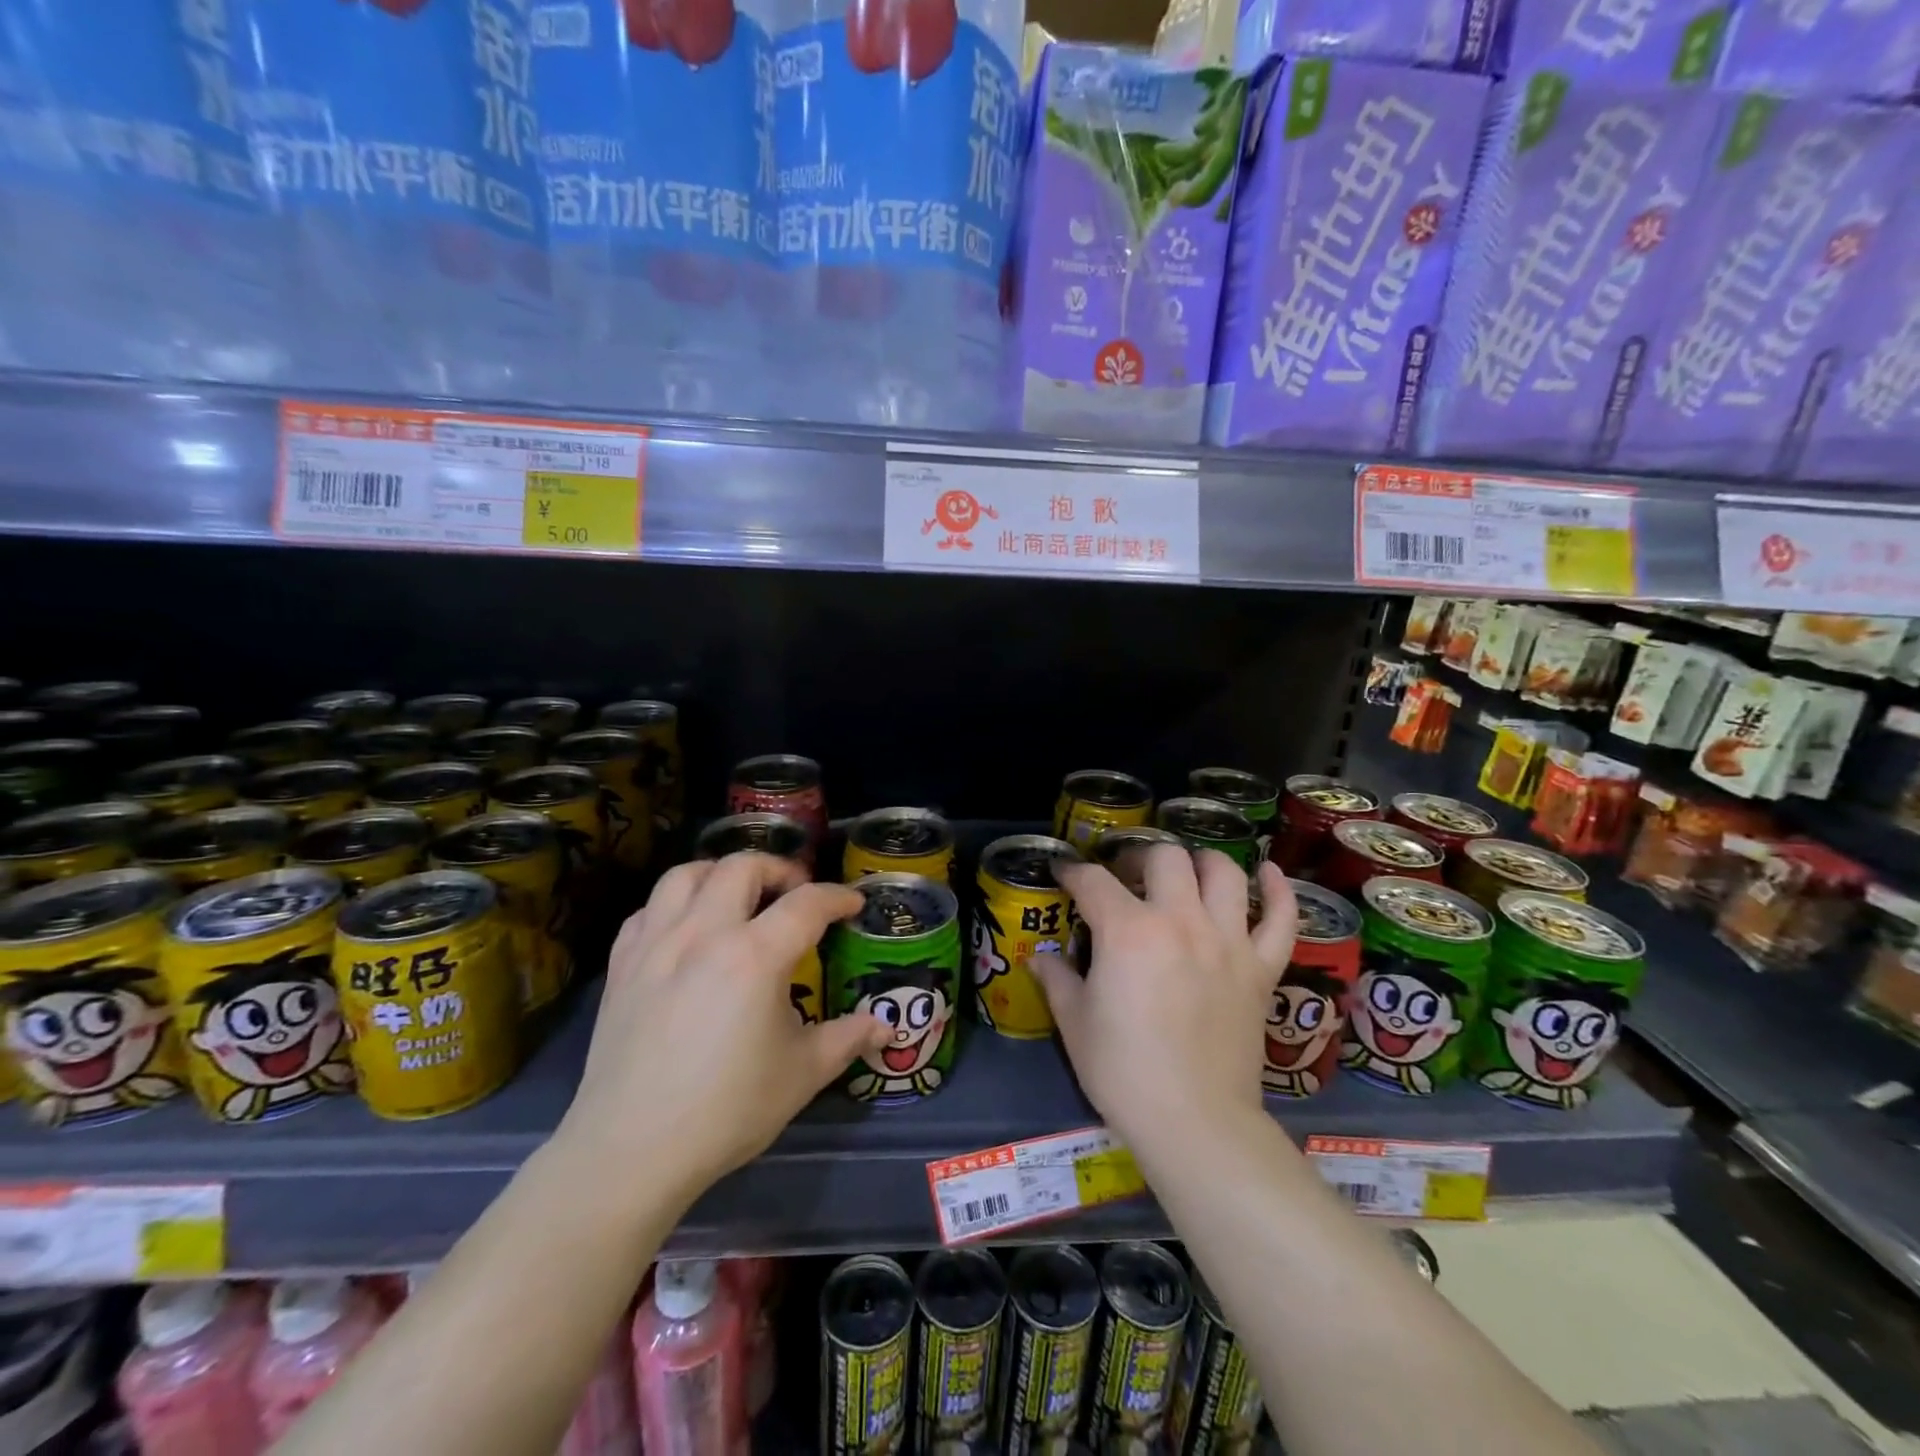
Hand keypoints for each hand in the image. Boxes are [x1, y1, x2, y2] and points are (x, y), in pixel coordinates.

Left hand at [559, 854, 889, 1205]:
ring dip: (721, 874)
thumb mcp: (802, 1074)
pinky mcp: (622, 965)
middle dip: (779, 870)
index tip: (854, 905)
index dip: (838, 898)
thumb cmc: (727, 1110)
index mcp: (754, 956)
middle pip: (743, 867)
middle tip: (796, 895)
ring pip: (687, 874)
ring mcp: (656, 944)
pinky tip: (688, 930)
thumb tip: (885, 1028)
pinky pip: (649, 910)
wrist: (631, 1151)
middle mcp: (704, 933)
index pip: (807, 904)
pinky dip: (675, 905)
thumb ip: (847, 1038)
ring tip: (739, 897)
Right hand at [1031, 847, 1295, 1158]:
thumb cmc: (1123, 1072)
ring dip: (1202, 862)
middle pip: (1165, 857)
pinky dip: (1278, 890)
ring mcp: (1228, 941)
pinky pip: (1281, 918)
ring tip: (1186, 873)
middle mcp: (1180, 920)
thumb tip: (1041, 957)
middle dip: (1139, 858)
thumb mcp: (1074, 1023)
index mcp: (1128, 931)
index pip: (1093, 881)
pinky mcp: (1261, 969)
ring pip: (1224, 873)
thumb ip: (1056, 979)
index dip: (1072, 873)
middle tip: (1127, 878)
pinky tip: (1267, 874)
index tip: (1063, 876)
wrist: (1194, 1122)